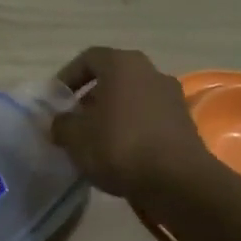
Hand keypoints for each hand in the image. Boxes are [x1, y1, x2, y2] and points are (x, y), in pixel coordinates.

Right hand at [50, 46, 229, 202]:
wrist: (177, 182)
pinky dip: (132, 129)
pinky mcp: (185, 125)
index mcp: (123, 64)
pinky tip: (120, 154)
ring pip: (132, 99)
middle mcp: (151, 72)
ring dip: (112, 114)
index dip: (68, 76)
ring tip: (95, 140)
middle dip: (91, 97)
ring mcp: (172, 98)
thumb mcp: (75, 136)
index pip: (89, 58)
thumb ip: (61, 124)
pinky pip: (149, 119)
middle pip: (113, 78)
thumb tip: (61, 123)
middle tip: (74, 120)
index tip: (56, 99)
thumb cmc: (119, 145)